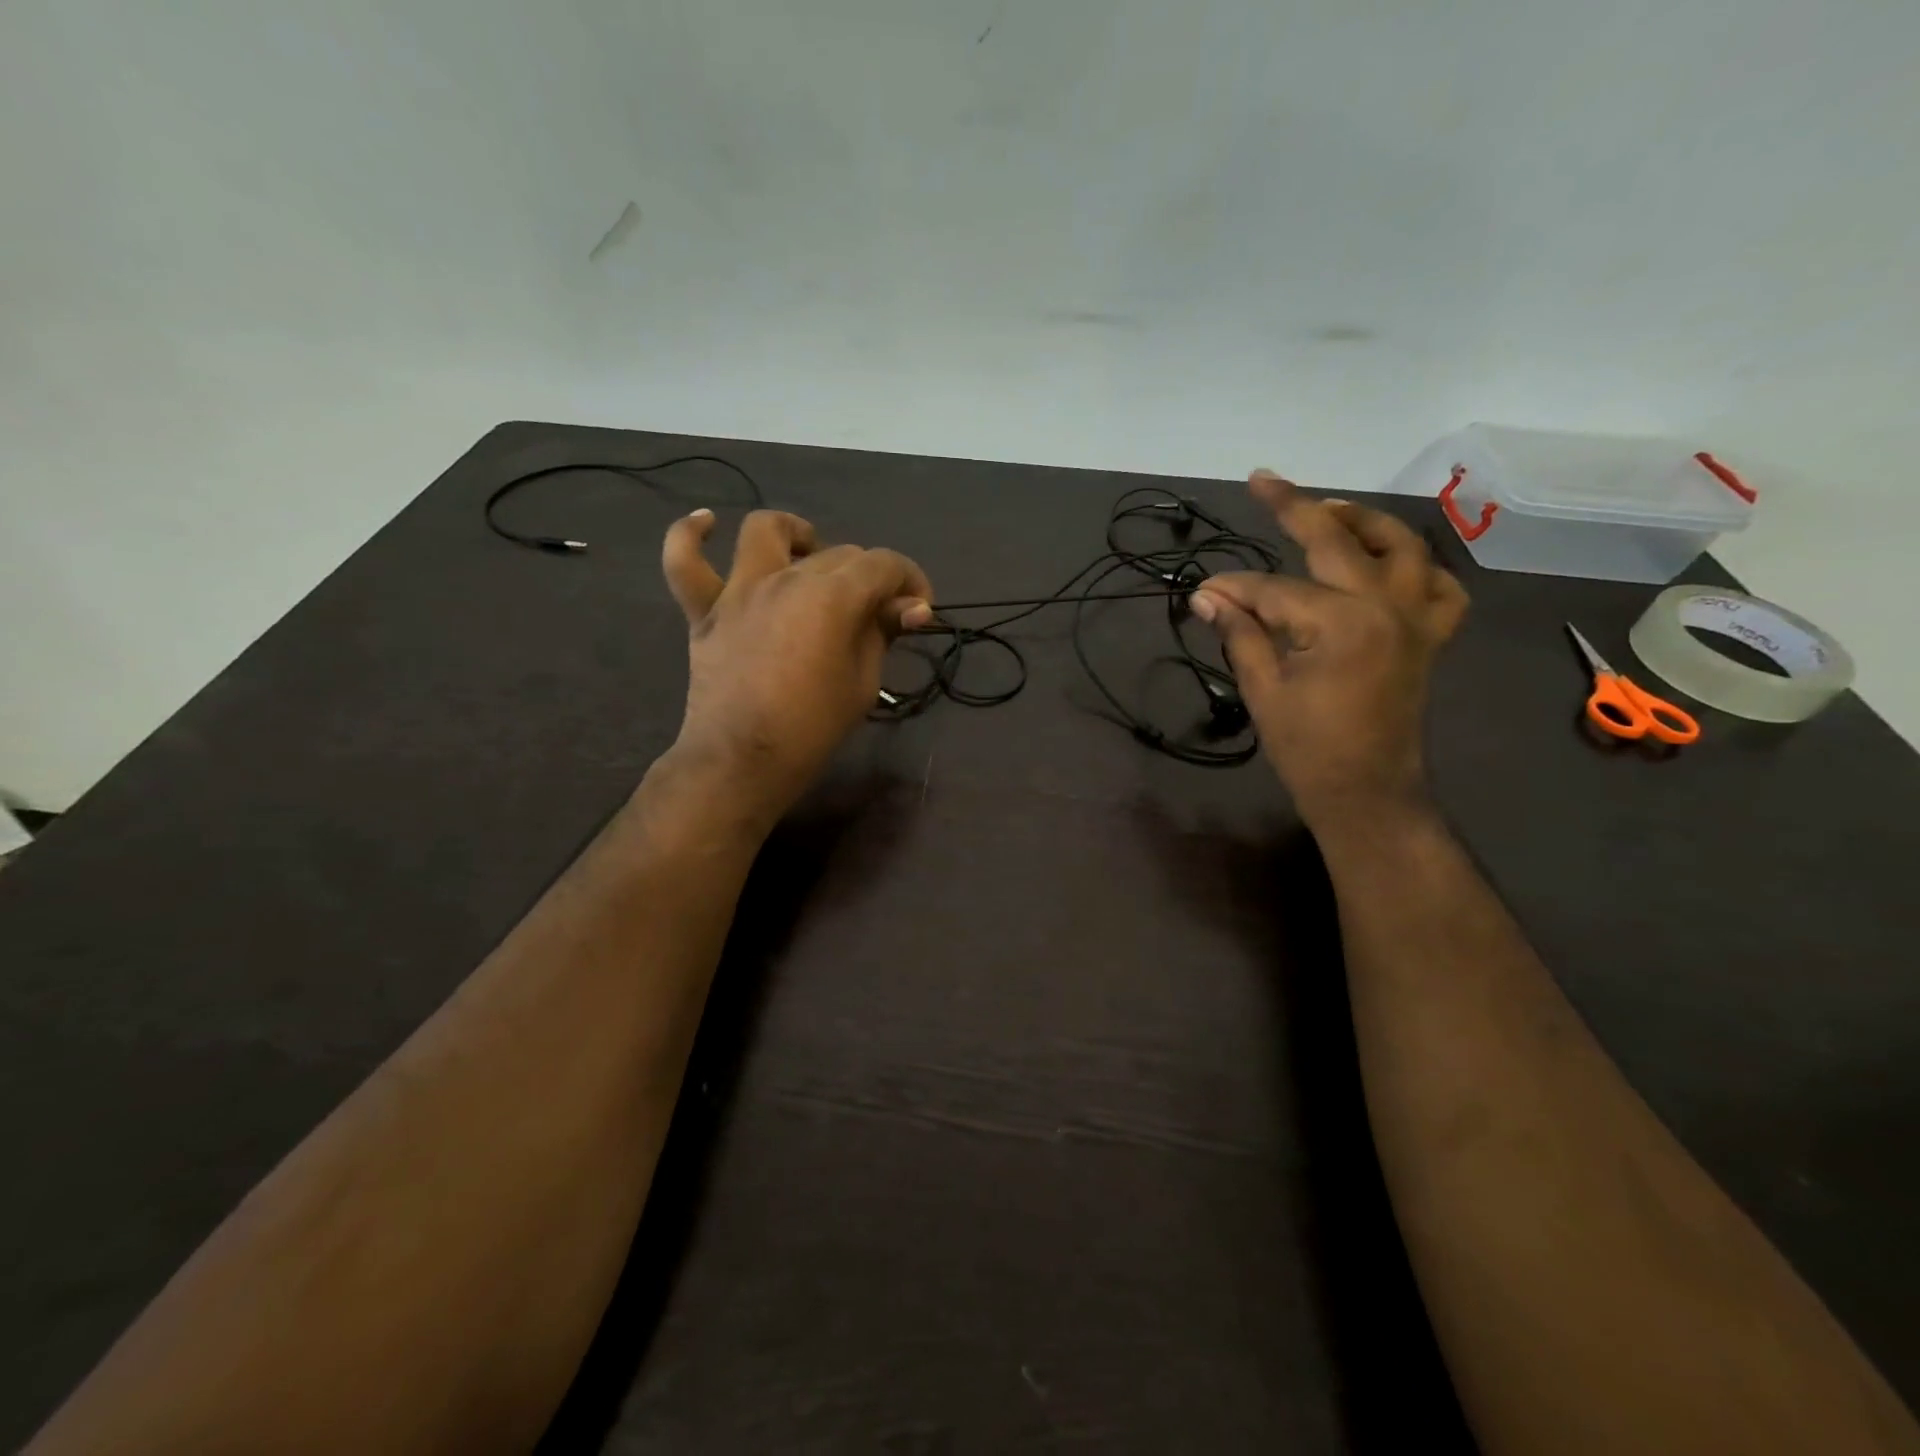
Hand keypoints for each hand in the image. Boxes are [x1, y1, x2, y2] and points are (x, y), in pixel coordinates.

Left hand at [660, 507, 932, 819]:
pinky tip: (707, 524)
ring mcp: (740, 590)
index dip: (910, 580)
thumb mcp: (864, 681)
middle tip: (878, 614)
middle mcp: (787, 577)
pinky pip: (684, 561)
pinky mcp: (705, 611)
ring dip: (796, 534)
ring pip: (766, 531)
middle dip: (870, 578)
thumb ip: (884, 632)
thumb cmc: (813, 727)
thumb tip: (913, 607)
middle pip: (838, 554)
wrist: (743, 761)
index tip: (919, 609)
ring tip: (809, 554)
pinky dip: (691, 536)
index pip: (884, 565)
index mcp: (833, 596)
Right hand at [1190, 471, 1467, 826]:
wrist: (1367, 792)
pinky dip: (1419, 568)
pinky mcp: (1430, 636)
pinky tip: (1392, 565)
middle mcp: (1388, 605)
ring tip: (1329, 508)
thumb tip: (1206, 596)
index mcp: (1342, 623)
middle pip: (1338, 540)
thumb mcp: (1263, 690)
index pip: (1275, 589)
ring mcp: (1417, 618)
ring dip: (1364, 520)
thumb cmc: (1308, 749)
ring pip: (1402, 546)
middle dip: (1294, 507)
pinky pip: (1441, 587)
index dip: (1234, 589)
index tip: (1203, 592)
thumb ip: (1240, 633)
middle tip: (1263, 481)